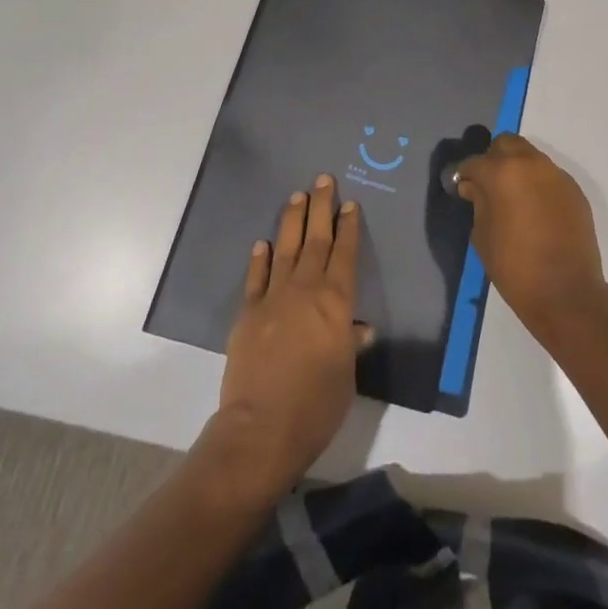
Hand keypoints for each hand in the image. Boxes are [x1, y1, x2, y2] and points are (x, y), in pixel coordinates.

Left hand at [212, 174, 370, 502]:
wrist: (262, 428)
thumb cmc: (316, 406)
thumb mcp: (346, 376)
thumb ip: (350, 345)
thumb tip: (359, 328)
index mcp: (336, 302)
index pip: (345, 254)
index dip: (348, 227)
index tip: (349, 203)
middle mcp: (306, 290)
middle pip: (315, 239)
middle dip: (320, 207)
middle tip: (323, 179)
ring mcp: (274, 298)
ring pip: (286, 248)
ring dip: (292, 221)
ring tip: (297, 196)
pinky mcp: (248, 313)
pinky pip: (256, 277)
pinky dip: (261, 258)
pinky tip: (264, 243)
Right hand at [455, 134, 607, 347]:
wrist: (567, 293)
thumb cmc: (515, 267)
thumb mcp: (482, 236)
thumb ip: (477, 203)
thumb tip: (473, 186)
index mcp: (502, 172)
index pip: (474, 162)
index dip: (464, 174)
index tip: (461, 187)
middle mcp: (531, 164)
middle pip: (506, 144)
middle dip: (493, 158)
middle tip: (488, 185)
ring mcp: (556, 175)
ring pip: (530, 157)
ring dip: (518, 169)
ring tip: (513, 198)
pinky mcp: (574, 190)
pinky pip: (549, 177)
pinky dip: (538, 185)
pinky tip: (536, 211)